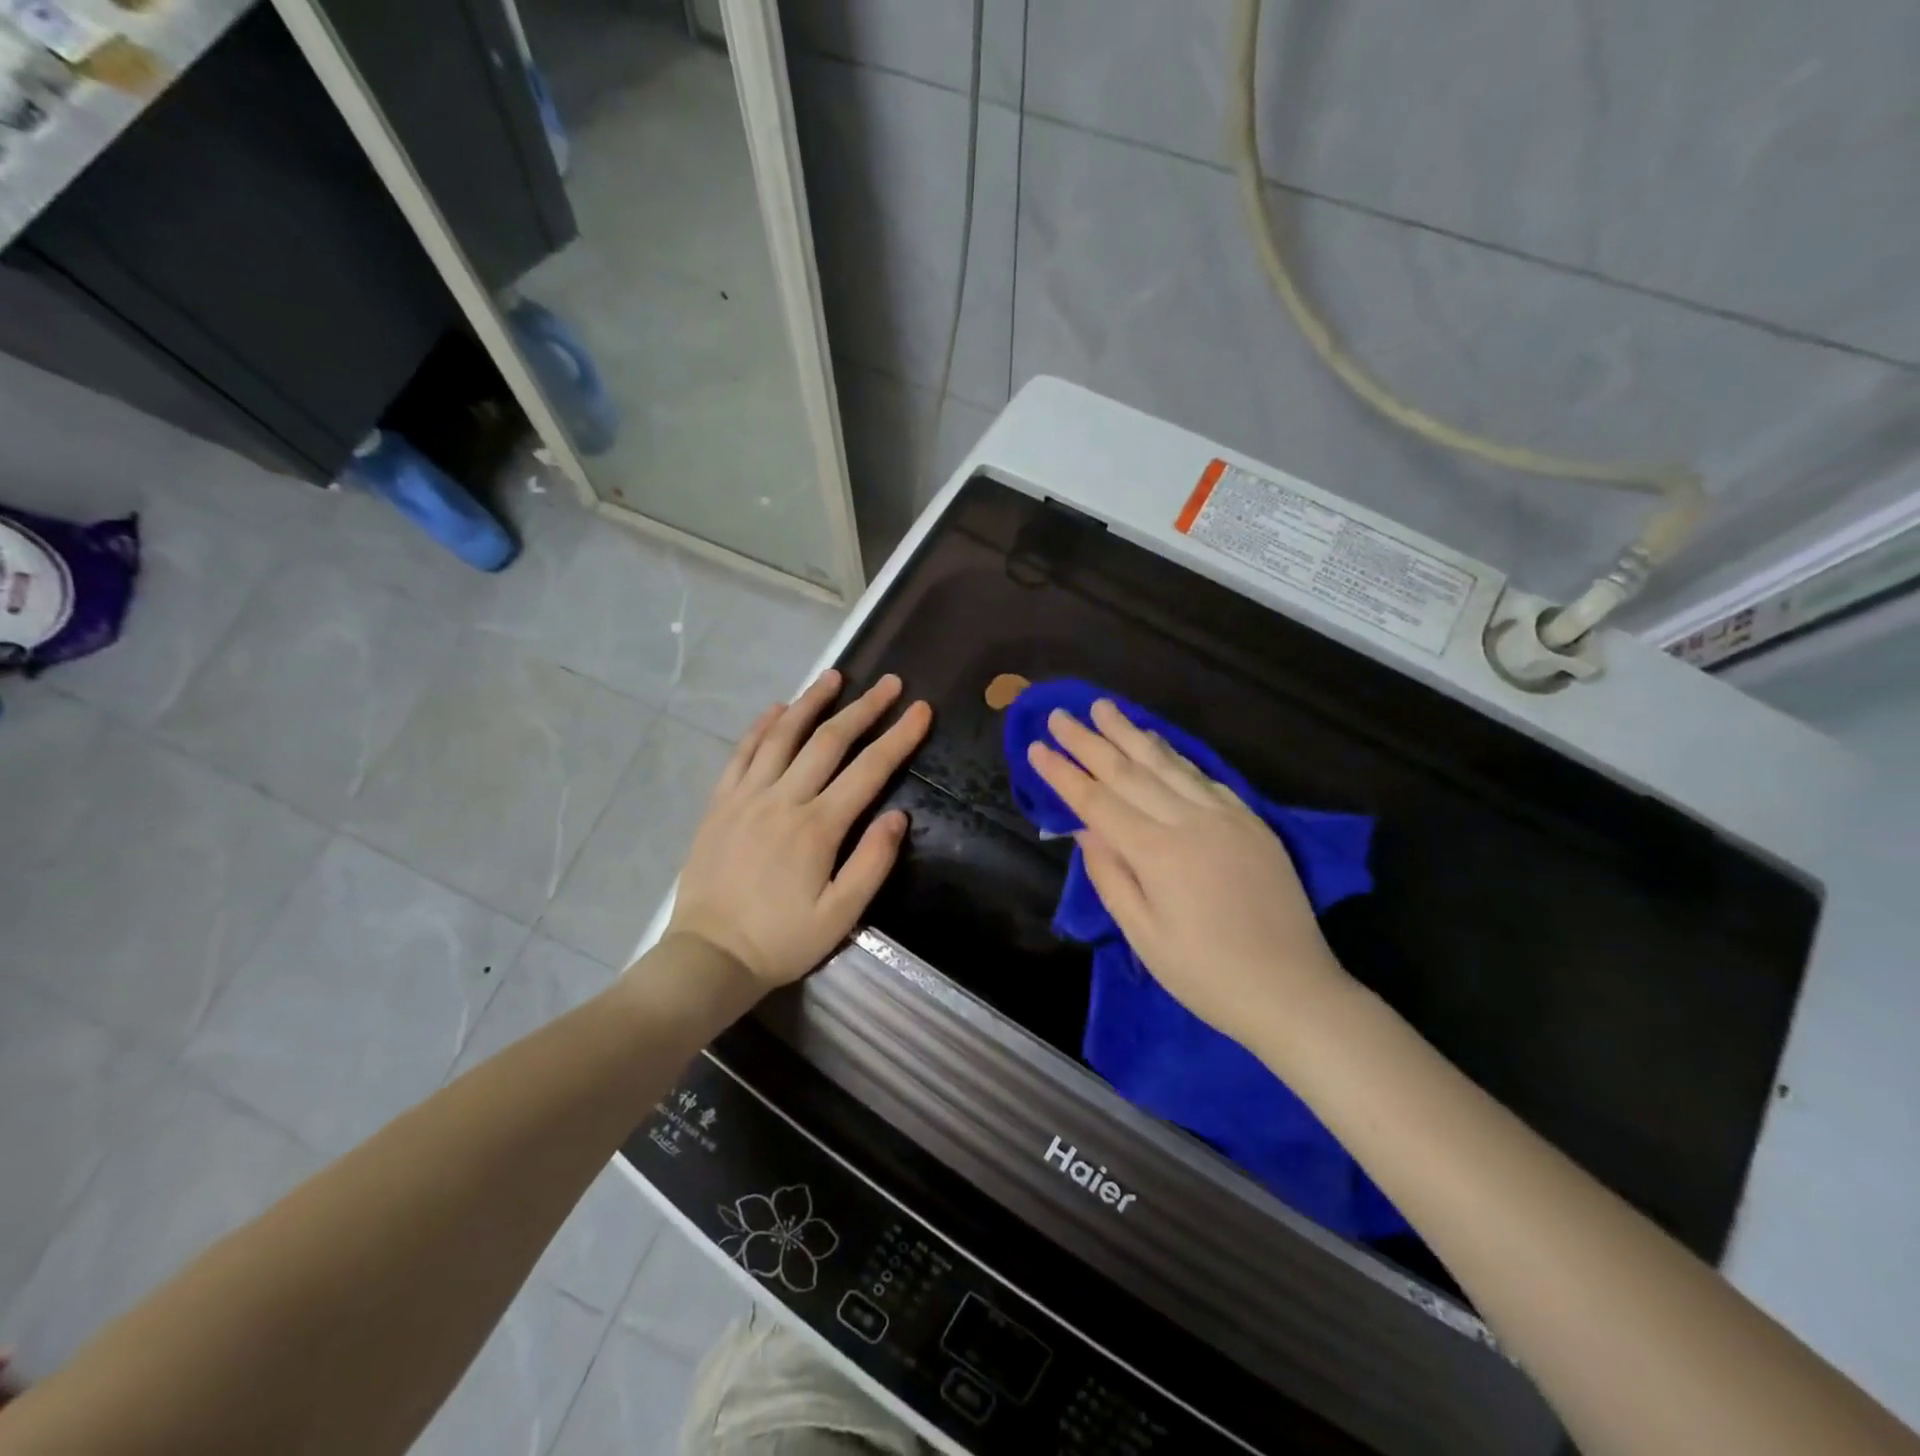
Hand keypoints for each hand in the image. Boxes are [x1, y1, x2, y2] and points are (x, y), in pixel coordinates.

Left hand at [668, 669, 931, 986]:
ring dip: (811, 702)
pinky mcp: (720, 804)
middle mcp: (783, 799)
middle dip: (864, 708)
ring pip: (783, 736)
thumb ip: (872, 863)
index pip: (869, 769)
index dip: (899, 737)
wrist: (709, 956)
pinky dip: (761, 727)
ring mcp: (746, 797)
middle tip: (889, 683)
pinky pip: (742, 753)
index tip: (921, 710)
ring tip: (834, 676)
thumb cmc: (782, 940)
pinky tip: (777, 709)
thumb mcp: (840, 915)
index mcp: (818, 827)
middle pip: (829, 741)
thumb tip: (898, 816)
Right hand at [1027, 699, 1349, 1049]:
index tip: (1036, 748)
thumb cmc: (1206, 975)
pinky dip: (1175, 754)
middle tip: (1059, 714)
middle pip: (1129, 771)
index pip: (1098, 802)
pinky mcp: (1251, 821)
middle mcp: (1190, 821)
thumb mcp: (1144, 935)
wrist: (1292, 990)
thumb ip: (1110, 876)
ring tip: (1104, 708)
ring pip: (1168, 764)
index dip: (1064, 774)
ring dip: (1131, 733)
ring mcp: (1225, 816)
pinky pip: (1204, 776)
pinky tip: (1158, 740)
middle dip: (1089, 741)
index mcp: (1157, 853)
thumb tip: (1083, 829)